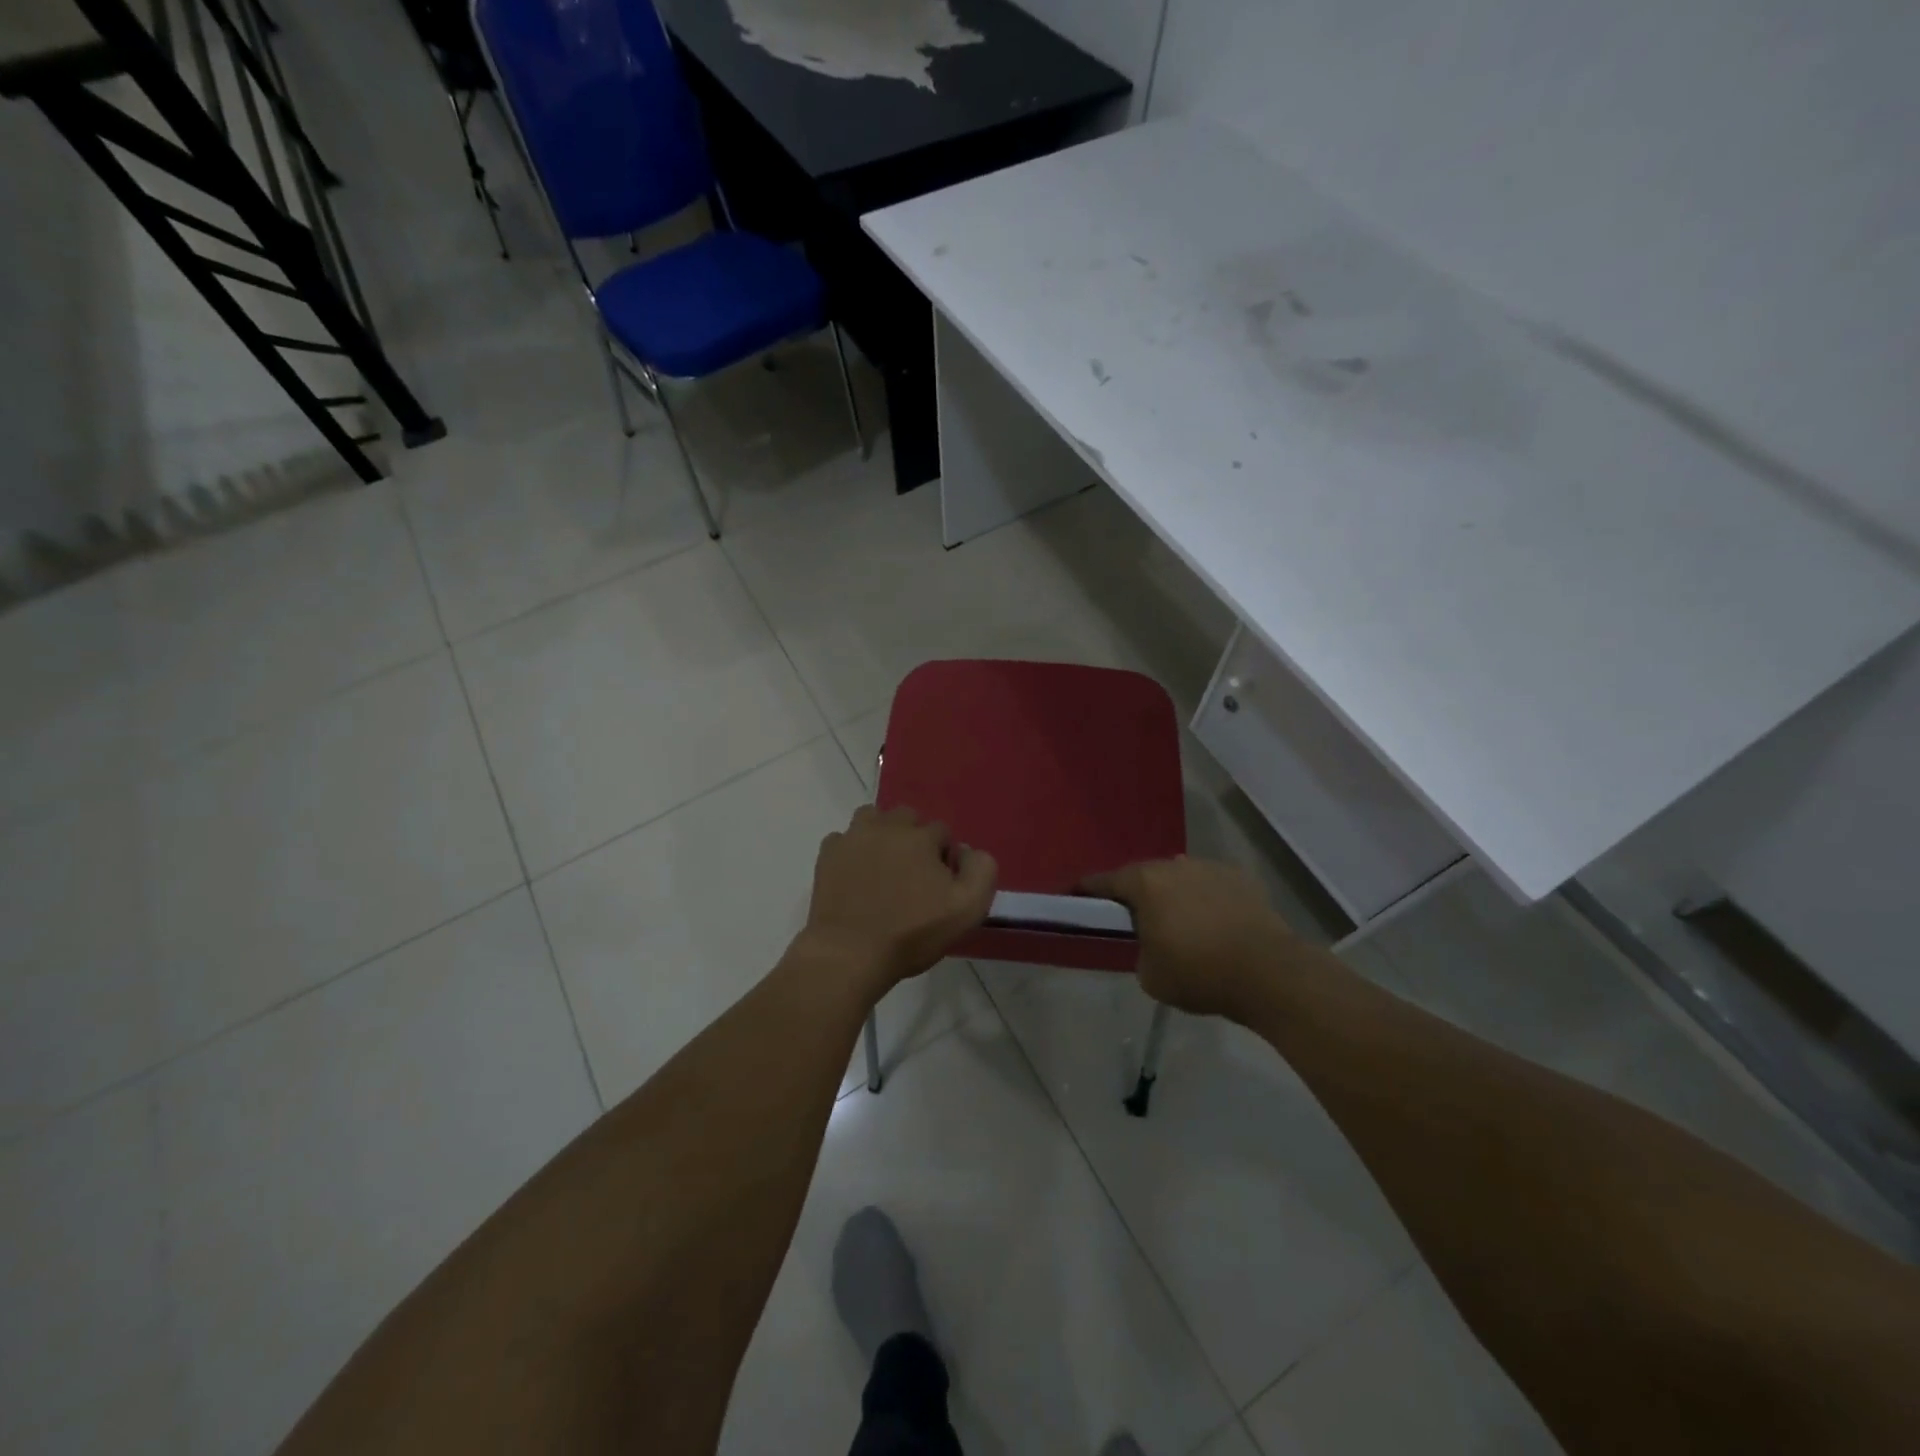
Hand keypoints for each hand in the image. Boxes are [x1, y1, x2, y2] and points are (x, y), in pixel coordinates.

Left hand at [798, 806, 996, 996]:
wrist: (850, 953)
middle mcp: (887, 827)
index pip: (942, 832)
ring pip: (873, 818)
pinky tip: (856, 874)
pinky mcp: (828, 854)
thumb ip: (981, 871)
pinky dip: (852, 850)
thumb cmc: (912, 933)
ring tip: (884, 866)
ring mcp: (853, 838)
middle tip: (913, 874)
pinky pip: (844, 839)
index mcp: (921, 837)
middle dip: (914, 838)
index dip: (945, 857)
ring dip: (882, 834)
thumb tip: (966, 851)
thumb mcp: (967, 909)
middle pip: (907, 817)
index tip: (940, 885)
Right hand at [1080, 857, 1301, 1020]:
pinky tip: (1214, 923)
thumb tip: (1152, 942)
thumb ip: (1141, 950)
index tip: (1077, 898)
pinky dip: (1206, 899)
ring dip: (1174, 895)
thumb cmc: (1199, 973)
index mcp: (1145, 884)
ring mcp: (1210, 868)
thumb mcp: (1150, 975)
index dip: (1087, 891)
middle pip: (1144, 875)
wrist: (1268, 972)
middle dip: (1136, 893)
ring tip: (1180, 922)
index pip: (1104, 881)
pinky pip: (1211, 885)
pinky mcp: (1241, 878)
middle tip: (1134, 917)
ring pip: (1180, 878)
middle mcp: (1174, 866)